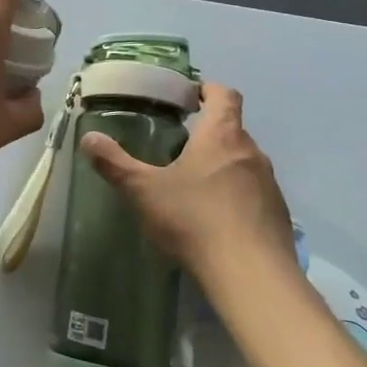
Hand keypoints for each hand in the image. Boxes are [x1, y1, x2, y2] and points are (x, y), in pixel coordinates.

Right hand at [80, 83, 294, 274]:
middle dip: (208, 134)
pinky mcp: (278, 215)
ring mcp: (269, 184)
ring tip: (194, 188)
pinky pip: (254, 194)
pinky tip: (215, 221)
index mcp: (221, 135)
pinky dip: (236, 197)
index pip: (224, 95)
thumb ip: (115, 163)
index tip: (188, 97)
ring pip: (243, 163)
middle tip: (179, 149)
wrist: (251, 276)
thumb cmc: (195, 220)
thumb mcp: (144, 191)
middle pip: (232, 130)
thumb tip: (88, 138)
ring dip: (222, 167)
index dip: (208, 90)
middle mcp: (251, 152)